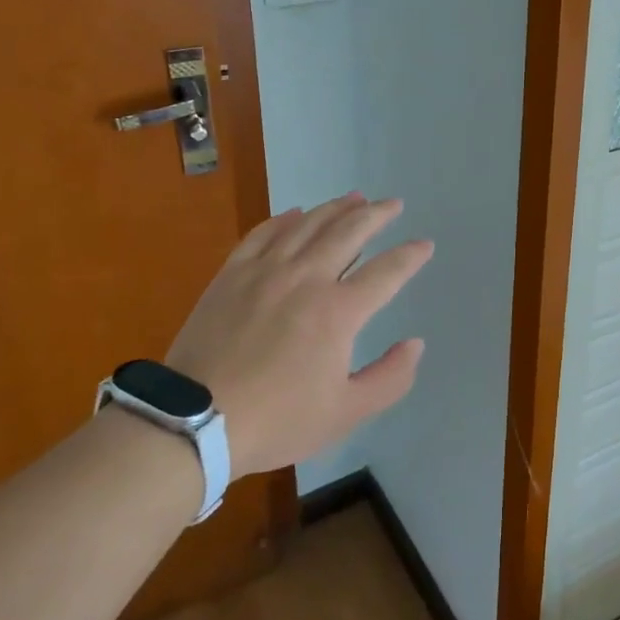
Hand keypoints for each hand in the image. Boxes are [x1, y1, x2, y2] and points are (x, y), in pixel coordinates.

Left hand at [163, 193, 433, 476]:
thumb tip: (416, 344)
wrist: (194, 422)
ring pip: (308, 224)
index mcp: (338, 311)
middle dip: (377, 214)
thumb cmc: (276, 419)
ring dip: (336, 207)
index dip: (410, 256)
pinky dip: (284, 219)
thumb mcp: (345, 413)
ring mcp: (266, 270)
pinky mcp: (232, 273)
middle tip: (393, 204)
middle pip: (349, 232)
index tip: (425, 244)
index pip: (386, 272)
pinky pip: (263, 233)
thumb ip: (389, 378)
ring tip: (355, 197)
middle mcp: (307, 278)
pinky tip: (295, 213)